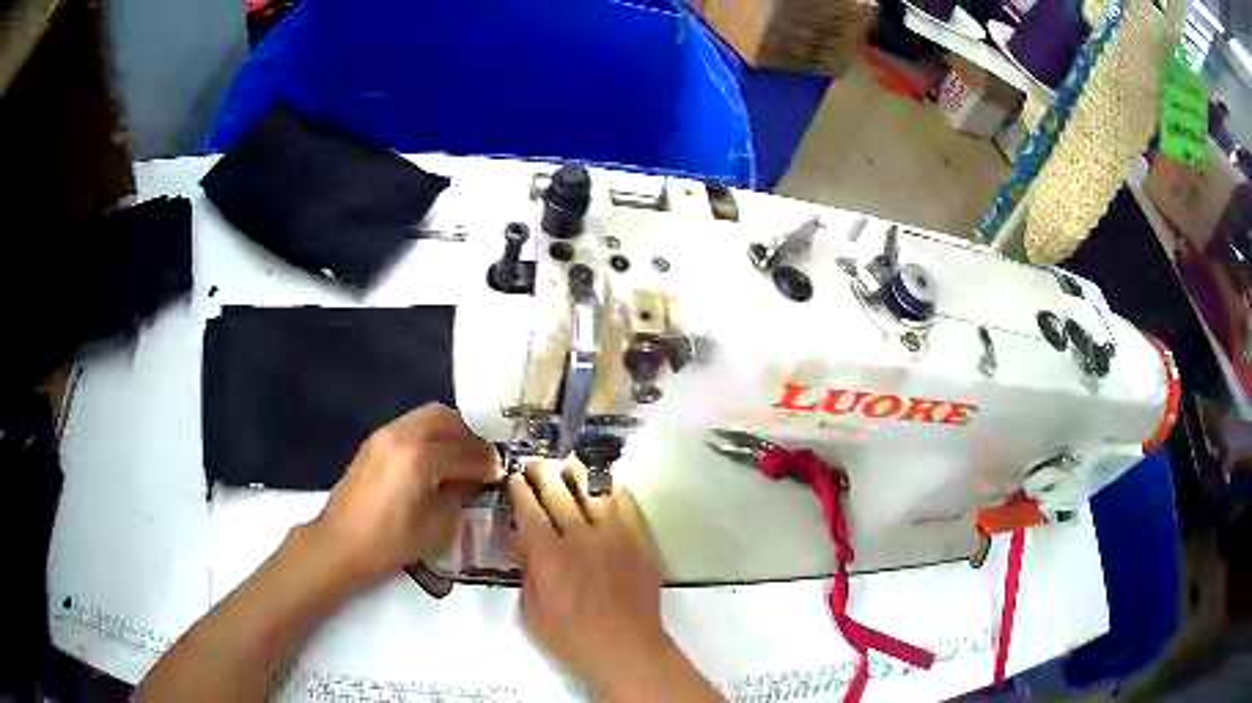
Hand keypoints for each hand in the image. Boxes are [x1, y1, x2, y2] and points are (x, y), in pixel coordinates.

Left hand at [309, 403, 501, 586]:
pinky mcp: (374, 442)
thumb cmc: (391, 542)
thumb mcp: (437, 526)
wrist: (341, 543)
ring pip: (427, 416)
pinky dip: (430, 435)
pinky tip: (435, 460)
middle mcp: (402, 435)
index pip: (465, 452)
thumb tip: (475, 480)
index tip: (501, 472)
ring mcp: (384, 435)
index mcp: (419, 457)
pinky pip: (411, 425)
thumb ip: (460, 495)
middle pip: (446, 419)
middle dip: (469, 437)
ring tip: (461, 458)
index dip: (487, 463)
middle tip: (482, 460)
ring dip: (450, 432)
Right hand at [507, 459, 671, 692]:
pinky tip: (604, 484)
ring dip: (577, 474)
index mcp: (548, 554)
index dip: (518, 489)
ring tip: (568, 466)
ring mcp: (615, 535)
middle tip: (535, 464)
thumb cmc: (571, 638)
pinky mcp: (640, 539)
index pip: (528, 508)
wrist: (626, 648)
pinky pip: (626, 503)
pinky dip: (612, 489)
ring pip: (593, 489)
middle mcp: (580, 536)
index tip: (513, 478)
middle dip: (542, 473)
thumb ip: (526, 570)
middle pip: (558, 491)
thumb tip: (522, 540)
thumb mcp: (530, 610)